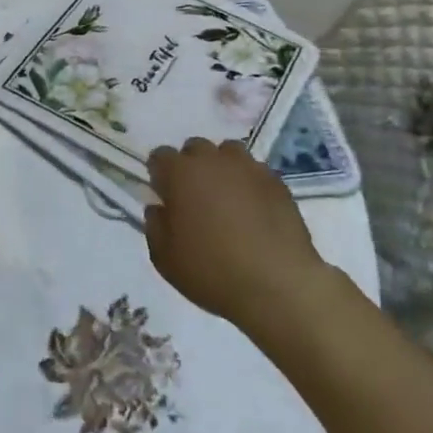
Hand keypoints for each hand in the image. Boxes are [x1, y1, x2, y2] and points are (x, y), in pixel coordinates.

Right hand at [144, 138, 322, 329]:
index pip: (160, 156)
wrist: (277, 285)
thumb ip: (155, 226)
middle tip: (195, 198)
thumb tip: (159, 208)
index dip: (160, 175)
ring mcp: (249, 168)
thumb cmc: (211, 271)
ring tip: (226, 198)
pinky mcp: (277, 182)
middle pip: (195, 148)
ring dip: (222, 168)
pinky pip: (255, 172)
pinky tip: (254, 210)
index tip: (165, 197)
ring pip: (228, 153)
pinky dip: (249, 183)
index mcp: (180, 173)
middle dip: (191, 166)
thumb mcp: (164, 258)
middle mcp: (213, 160)